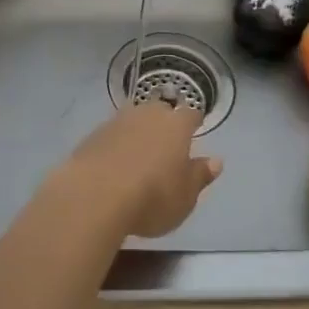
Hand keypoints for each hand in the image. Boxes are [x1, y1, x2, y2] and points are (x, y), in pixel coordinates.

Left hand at [61, 100, 221, 238]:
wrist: (94, 195)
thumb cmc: (151, 197)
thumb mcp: (185, 197)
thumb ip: (200, 176)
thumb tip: (216, 161)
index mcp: (176, 125)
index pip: (191, 114)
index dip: (194, 121)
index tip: (196, 128)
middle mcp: (148, 114)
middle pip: (160, 111)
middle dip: (165, 123)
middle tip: (166, 142)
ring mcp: (118, 121)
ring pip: (134, 119)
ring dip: (138, 131)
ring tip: (139, 153)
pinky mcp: (93, 134)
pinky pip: (112, 134)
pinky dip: (116, 144)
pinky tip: (114, 163)